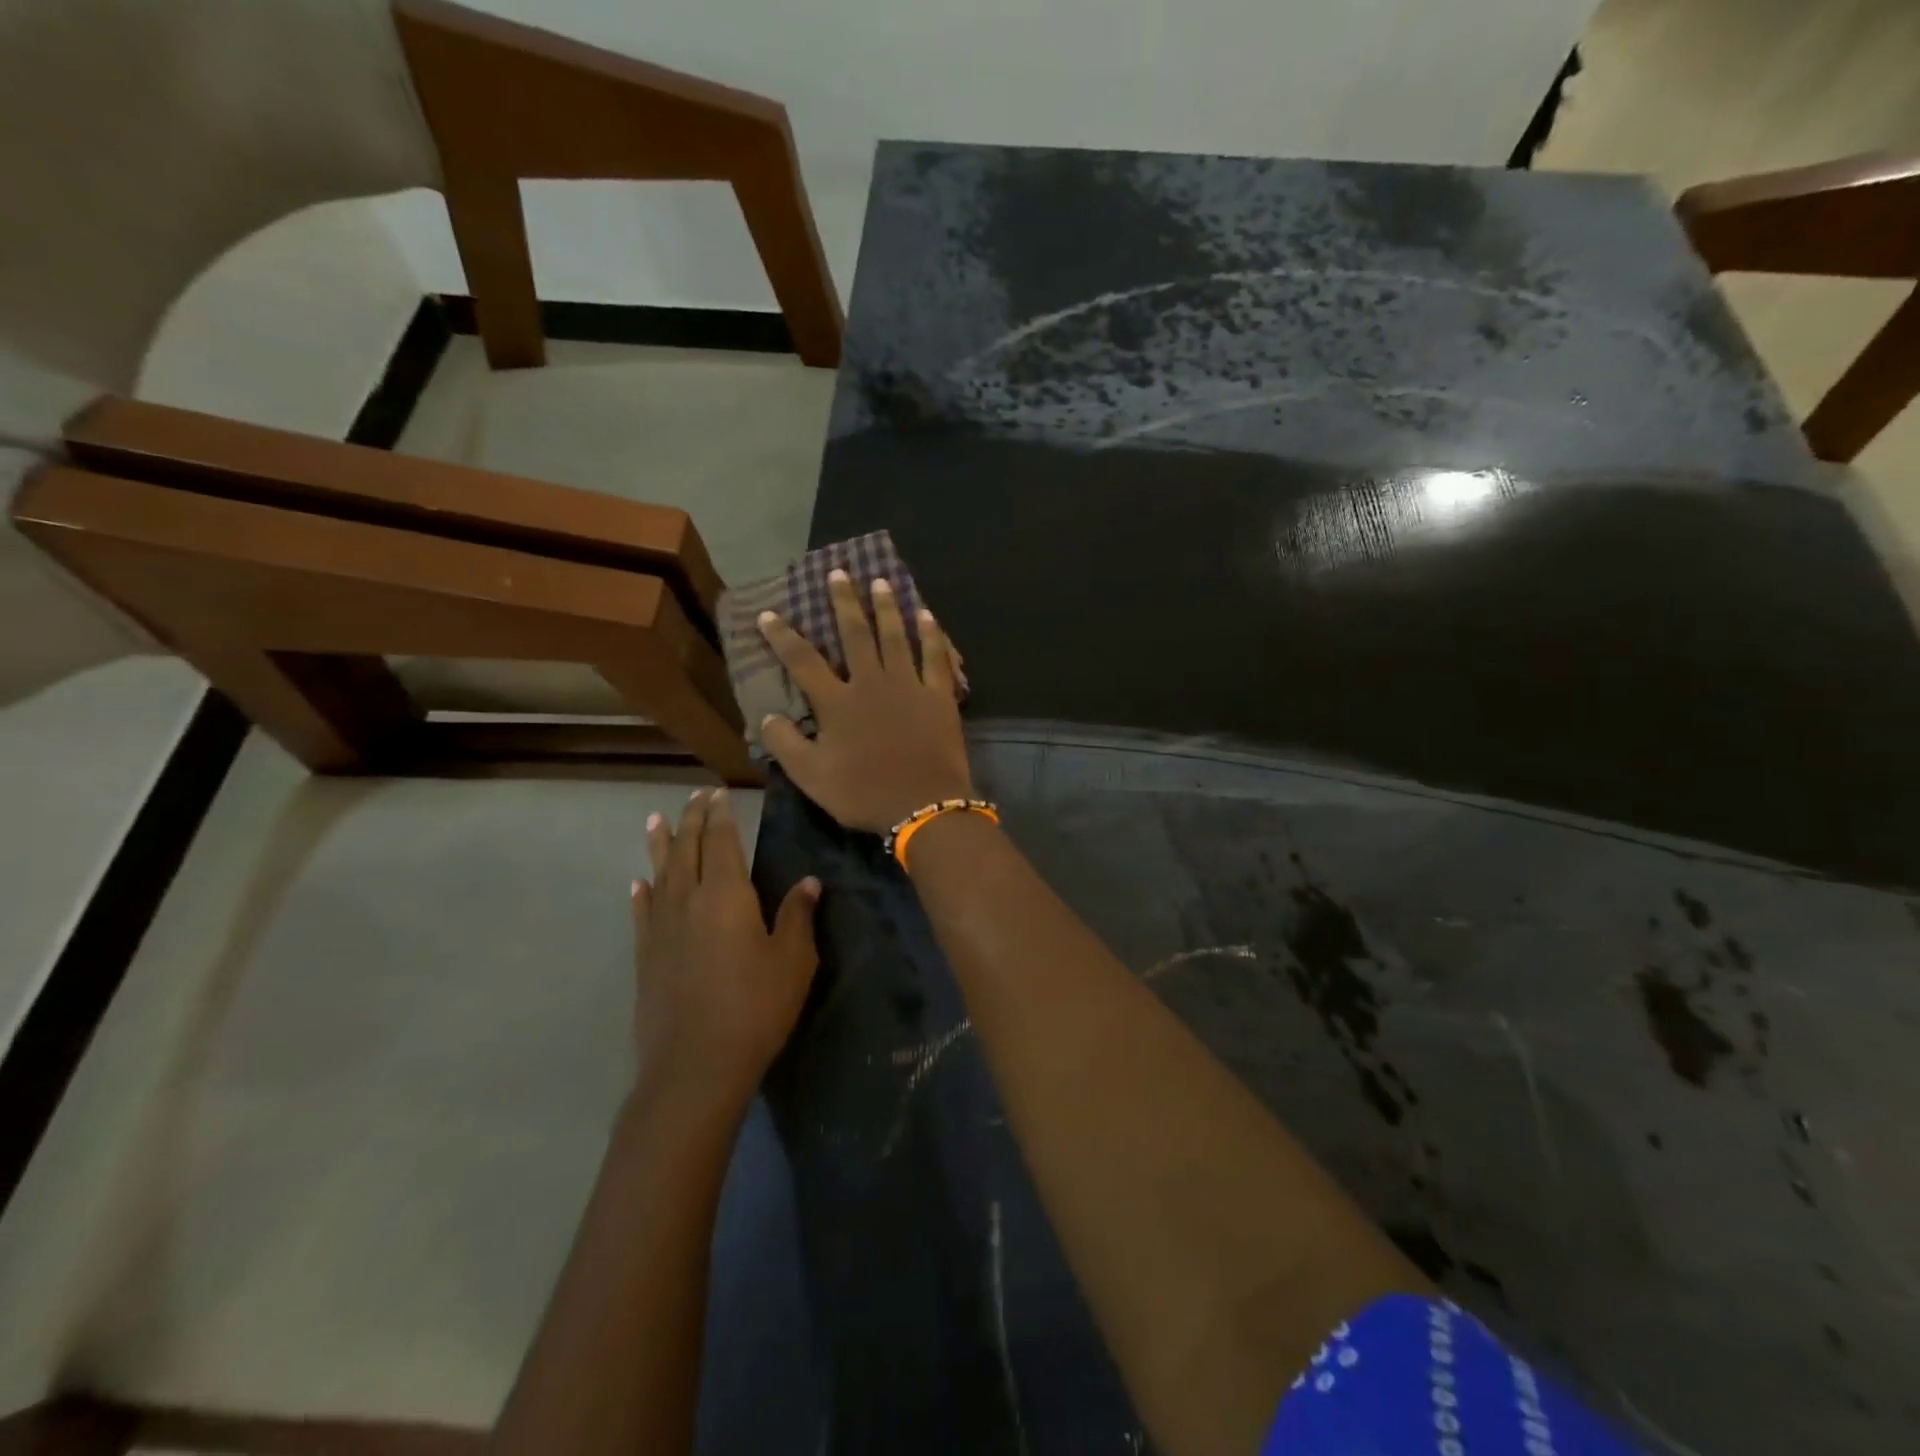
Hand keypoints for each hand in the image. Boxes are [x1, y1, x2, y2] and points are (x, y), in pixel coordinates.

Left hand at [632, 789, 819, 1105]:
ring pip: (660, 873)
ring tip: (656, 820)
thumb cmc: (754, 1008)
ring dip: (660, 844)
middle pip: (687, 849)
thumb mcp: (792, 961)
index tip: (719, 793)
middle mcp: (688, 900)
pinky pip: (643, 911)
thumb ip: (797, 916)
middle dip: (691, 819)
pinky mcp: (645, 956)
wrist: (694, 1066)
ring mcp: (661, 928)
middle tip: (694, 796)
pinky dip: (643, 892)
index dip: (720, 815)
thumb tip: (808, 882)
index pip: (721, 841)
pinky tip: (639, 883)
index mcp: (726, 895)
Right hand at [756, 569, 973, 832]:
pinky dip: (931, 634)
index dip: (783, 636)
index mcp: (838, 703)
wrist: (924, 806)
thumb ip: (786, 744)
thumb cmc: (864, 794)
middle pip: (855, 634)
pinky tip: (926, 615)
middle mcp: (872, 683)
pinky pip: (935, 657)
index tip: (769, 613)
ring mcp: (909, 686)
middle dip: (844, 602)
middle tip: (838, 573)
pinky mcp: (939, 696)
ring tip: (880, 581)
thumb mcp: (812, 777)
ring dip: (886, 607)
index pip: (803, 661)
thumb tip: (767, 715)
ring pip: (895, 636)